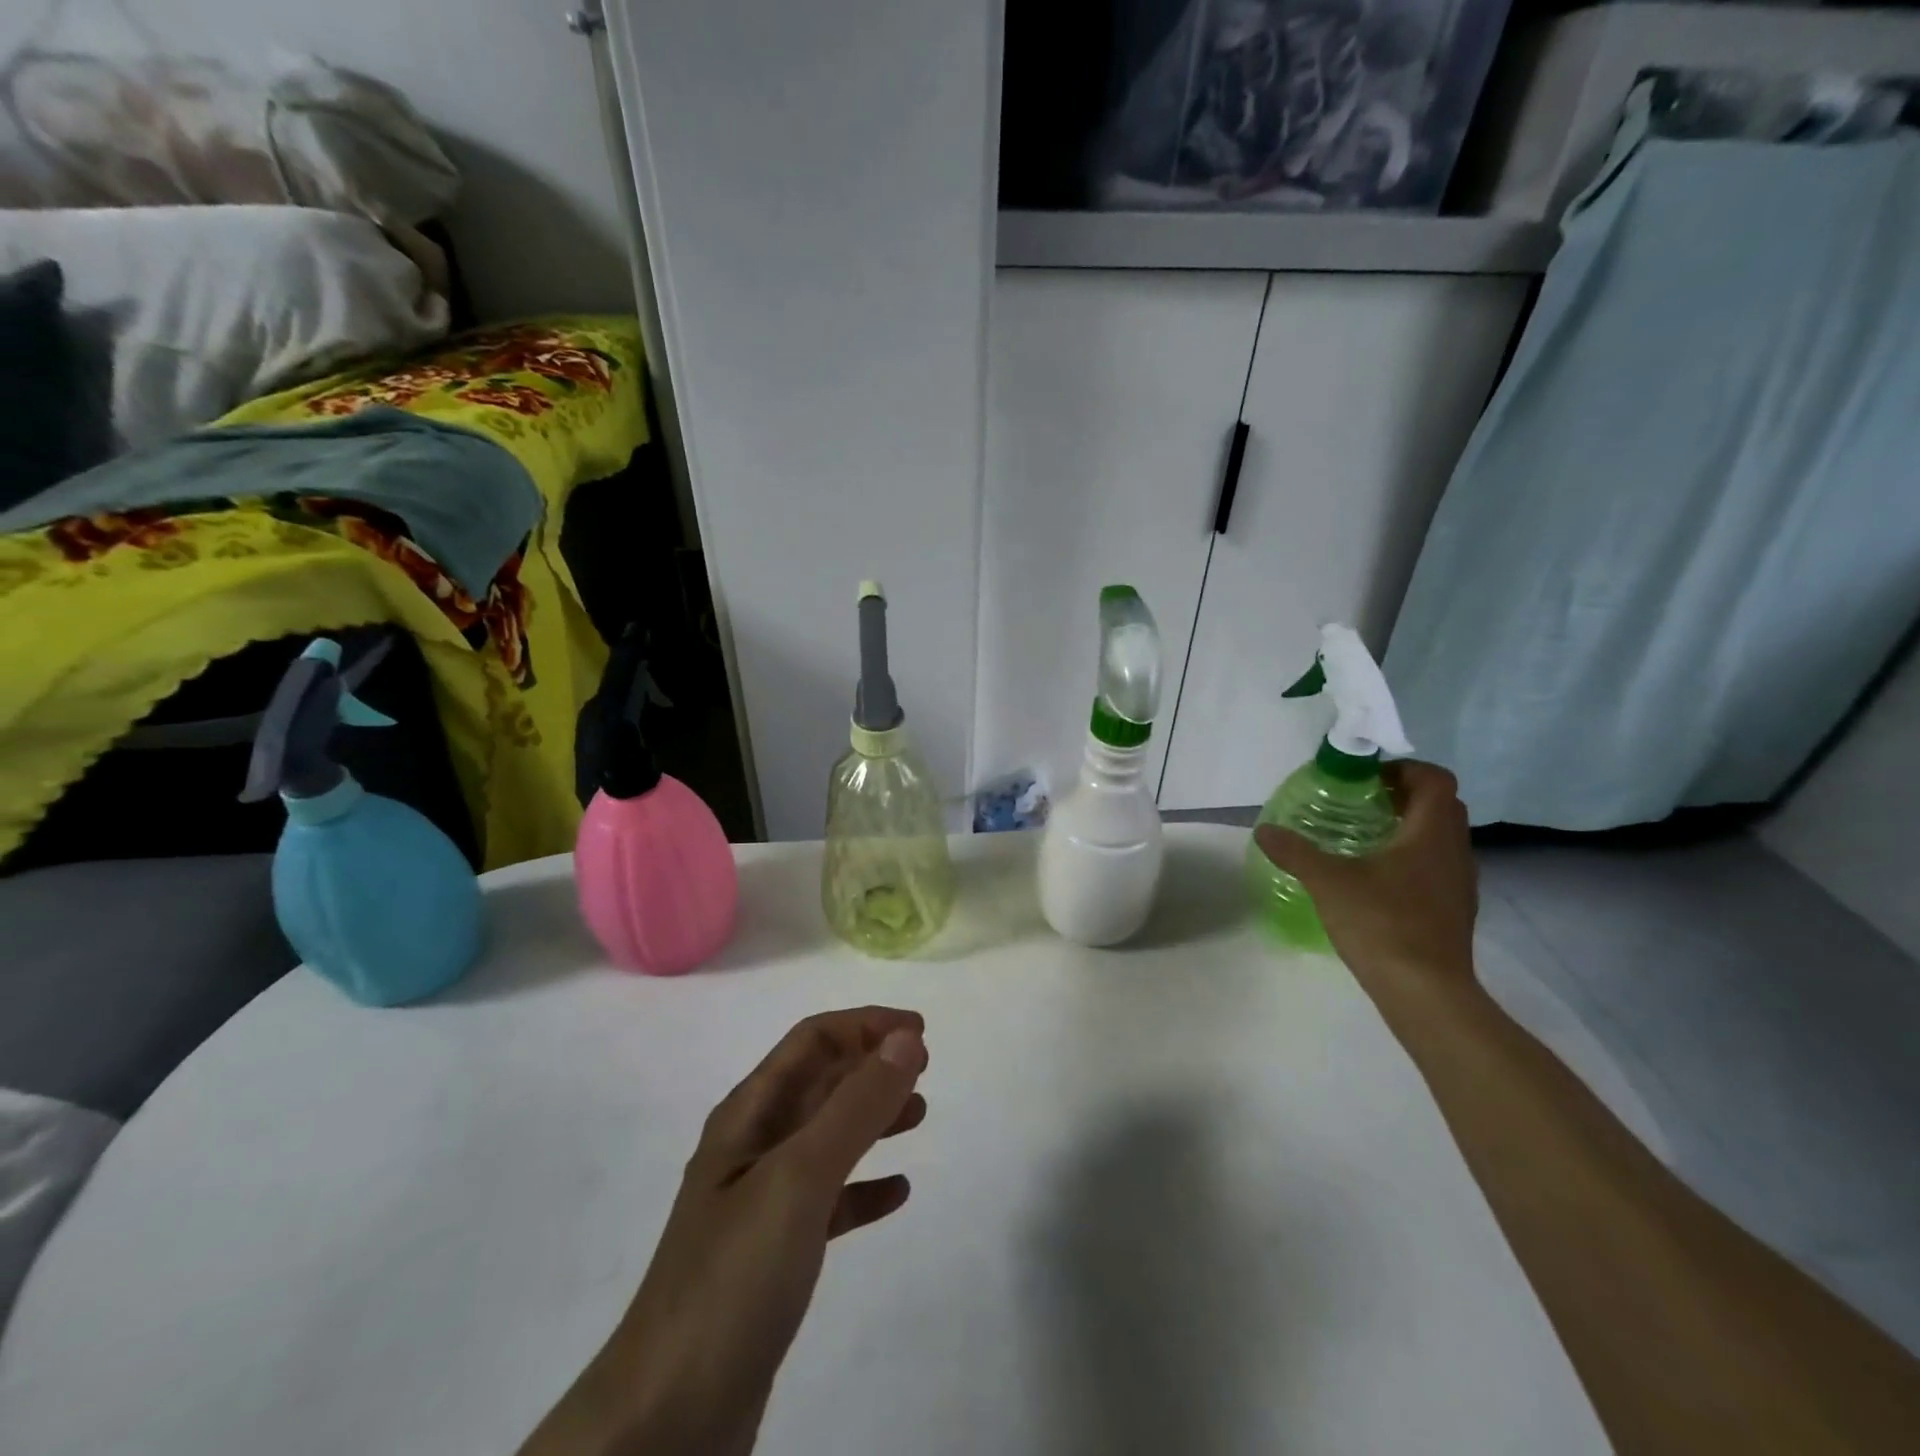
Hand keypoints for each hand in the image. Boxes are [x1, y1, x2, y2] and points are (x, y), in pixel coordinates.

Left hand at [519, 1007, 928, 1455]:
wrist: (666, 1422)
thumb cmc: (734, 1278)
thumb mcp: (799, 1177)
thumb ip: (855, 1106)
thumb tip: (906, 1038)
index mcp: (748, 1116)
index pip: (810, 1041)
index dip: (864, 1024)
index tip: (919, 1030)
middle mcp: (752, 1148)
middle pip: (819, 1083)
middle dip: (870, 1065)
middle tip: (924, 1066)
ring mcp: (760, 1204)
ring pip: (827, 1138)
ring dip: (872, 1117)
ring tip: (919, 1113)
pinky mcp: (773, 1258)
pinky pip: (828, 1201)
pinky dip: (864, 1186)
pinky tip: (897, 1192)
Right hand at [1254, 760, 1477, 995]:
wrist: (1426, 992)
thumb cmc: (1382, 923)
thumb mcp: (1328, 882)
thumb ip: (1295, 852)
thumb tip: (1264, 830)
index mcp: (1431, 833)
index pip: (1434, 779)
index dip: (1402, 769)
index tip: (1366, 779)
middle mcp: (1454, 851)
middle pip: (1440, 805)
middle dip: (1403, 796)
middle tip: (1360, 803)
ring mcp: (1459, 883)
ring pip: (1441, 838)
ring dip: (1409, 828)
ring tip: (1363, 839)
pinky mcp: (1455, 910)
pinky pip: (1437, 867)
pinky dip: (1412, 859)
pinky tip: (1377, 880)